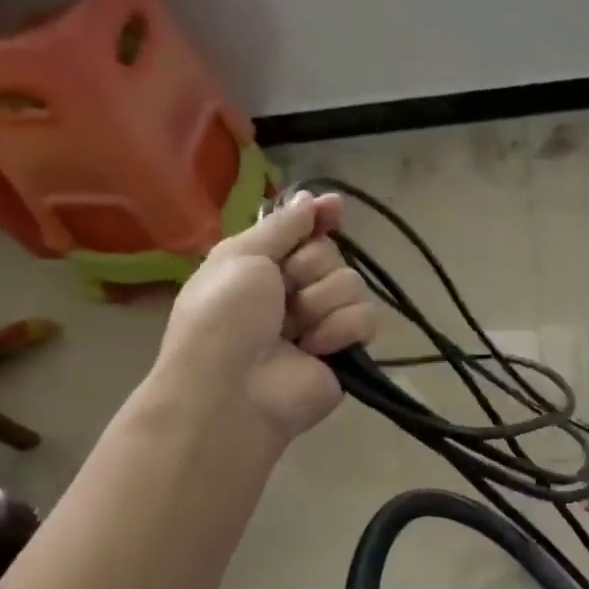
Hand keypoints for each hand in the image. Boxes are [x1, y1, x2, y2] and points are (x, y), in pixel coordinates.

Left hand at [154, 193, 376, 439]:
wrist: (230, 392)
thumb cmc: (222, 319)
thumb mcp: (240, 257)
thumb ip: (282, 225)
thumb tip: (311, 196)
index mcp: (262, 265)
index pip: (303, 230)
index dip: (320, 217)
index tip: (335, 208)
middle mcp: (293, 290)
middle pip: (330, 253)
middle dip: (309, 269)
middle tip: (283, 293)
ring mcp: (322, 321)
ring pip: (352, 283)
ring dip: (321, 302)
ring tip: (295, 331)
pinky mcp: (346, 350)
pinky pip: (366, 318)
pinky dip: (340, 330)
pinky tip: (314, 348)